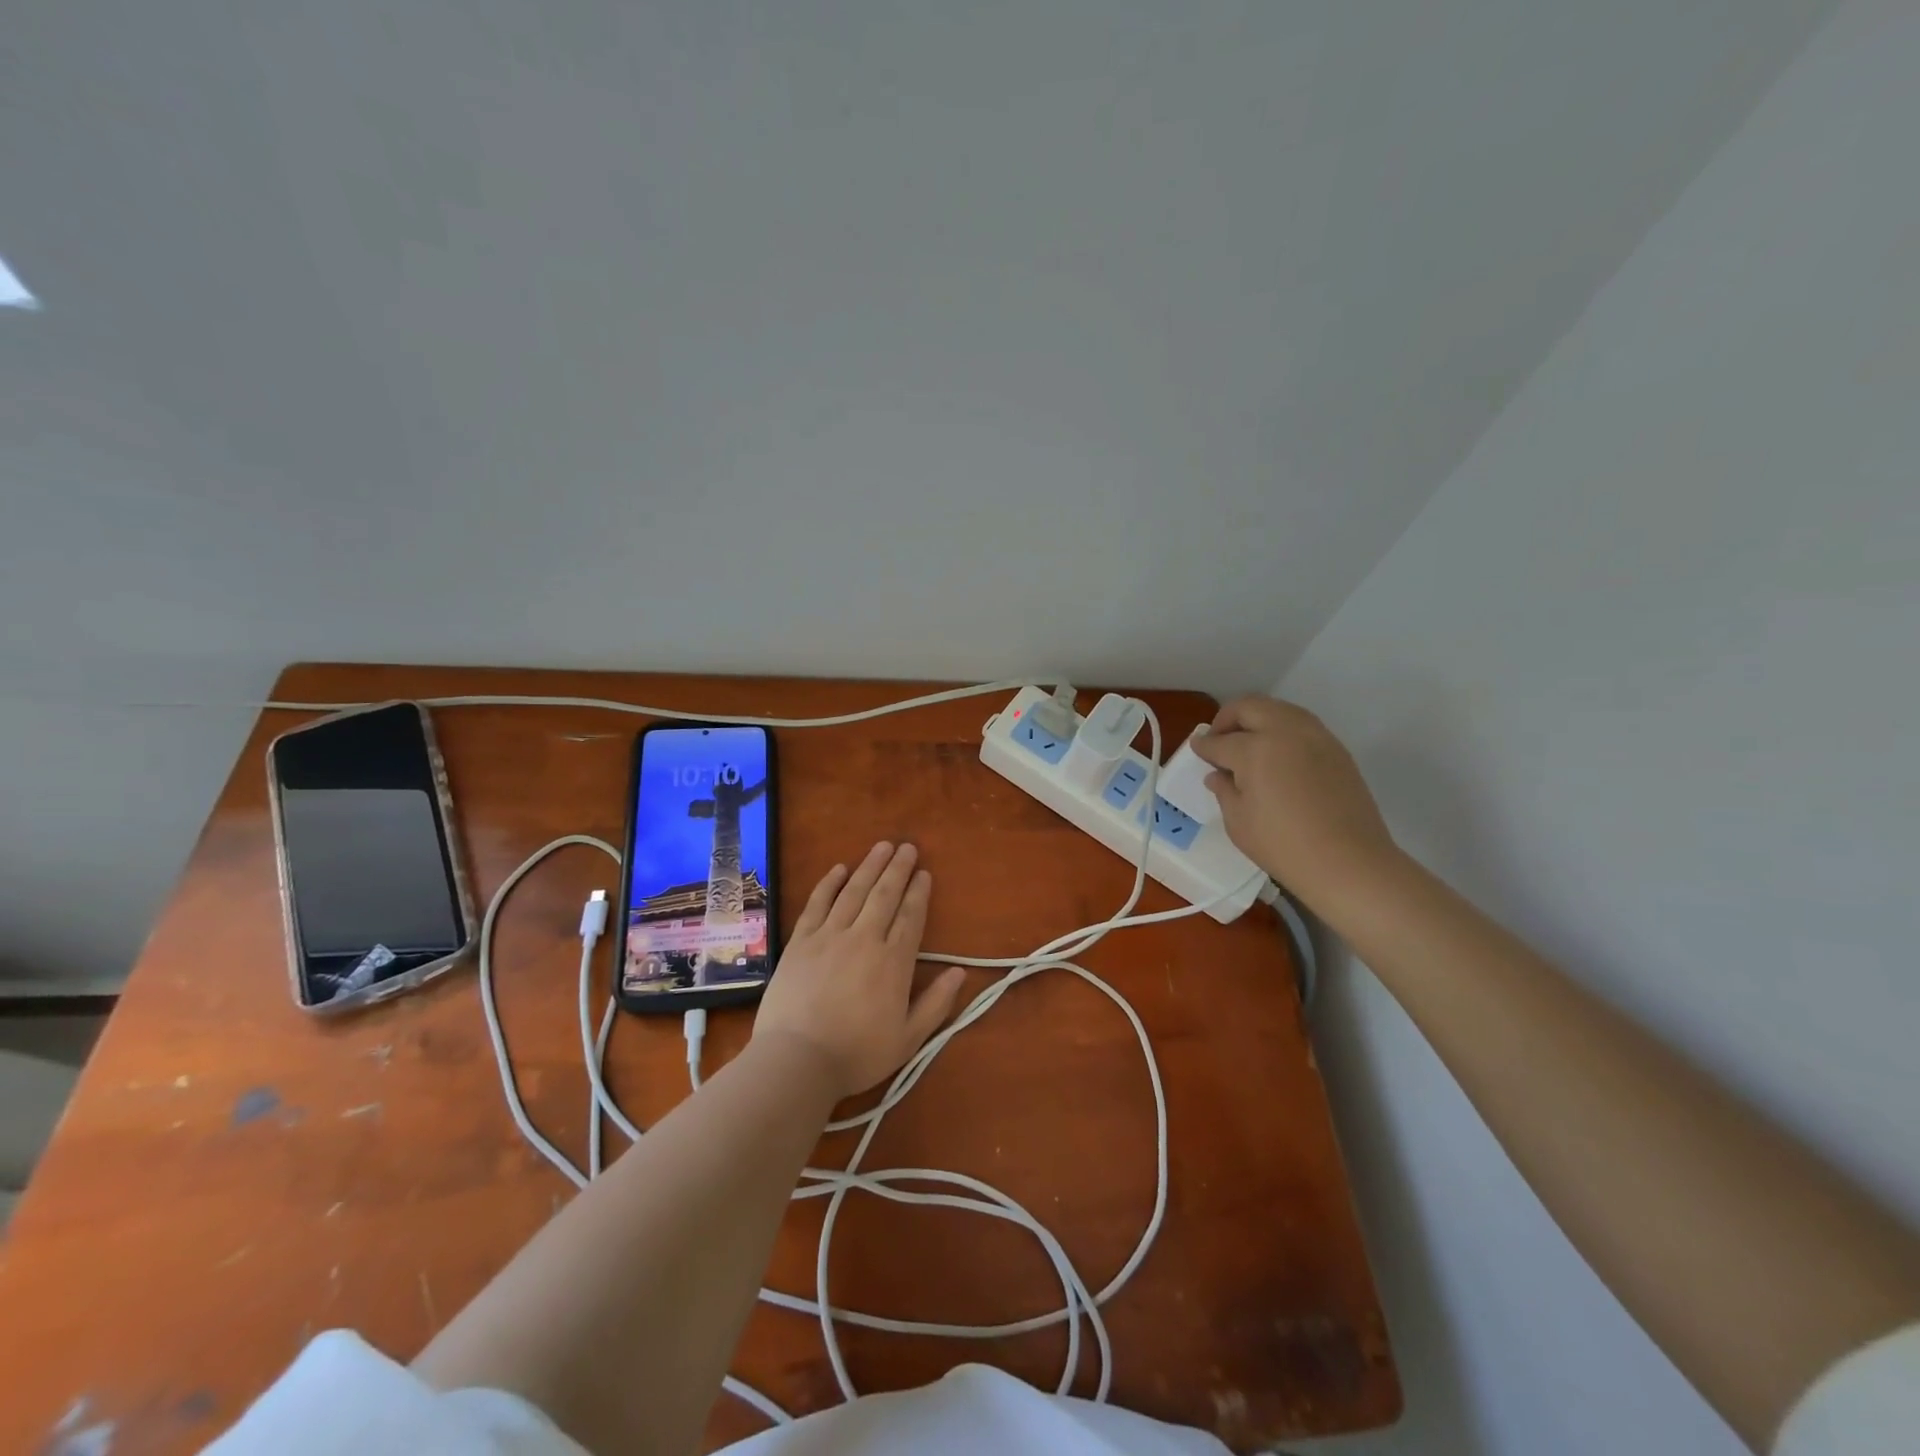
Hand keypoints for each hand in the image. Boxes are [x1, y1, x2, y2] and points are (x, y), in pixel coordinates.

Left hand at [753, 842, 967, 1100]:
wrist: (797, 1060)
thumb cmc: (857, 1054)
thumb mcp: (908, 1039)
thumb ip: (936, 1003)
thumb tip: (960, 972)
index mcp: (894, 962)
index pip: (911, 917)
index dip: (919, 893)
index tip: (924, 873)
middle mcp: (864, 939)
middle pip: (885, 895)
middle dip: (898, 869)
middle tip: (908, 847)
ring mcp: (829, 936)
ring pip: (854, 891)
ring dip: (870, 866)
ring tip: (882, 846)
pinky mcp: (801, 941)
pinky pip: (817, 903)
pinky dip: (829, 884)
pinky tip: (839, 869)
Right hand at [1190, 696, 1399, 908]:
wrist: (1349, 862)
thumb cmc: (1283, 846)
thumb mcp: (1238, 822)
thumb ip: (1225, 790)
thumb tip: (1218, 775)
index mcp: (1255, 749)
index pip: (1220, 741)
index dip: (1203, 745)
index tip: (1196, 747)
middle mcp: (1285, 732)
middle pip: (1250, 707)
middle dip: (1228, 718)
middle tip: (1219, 739)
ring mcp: (1316, 736)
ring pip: (1279, 709)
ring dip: (1257, 718)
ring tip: (1248, 743)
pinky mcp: (1336, 749)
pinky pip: (1302, 725)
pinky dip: (1282, 729)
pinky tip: (1277, 754)